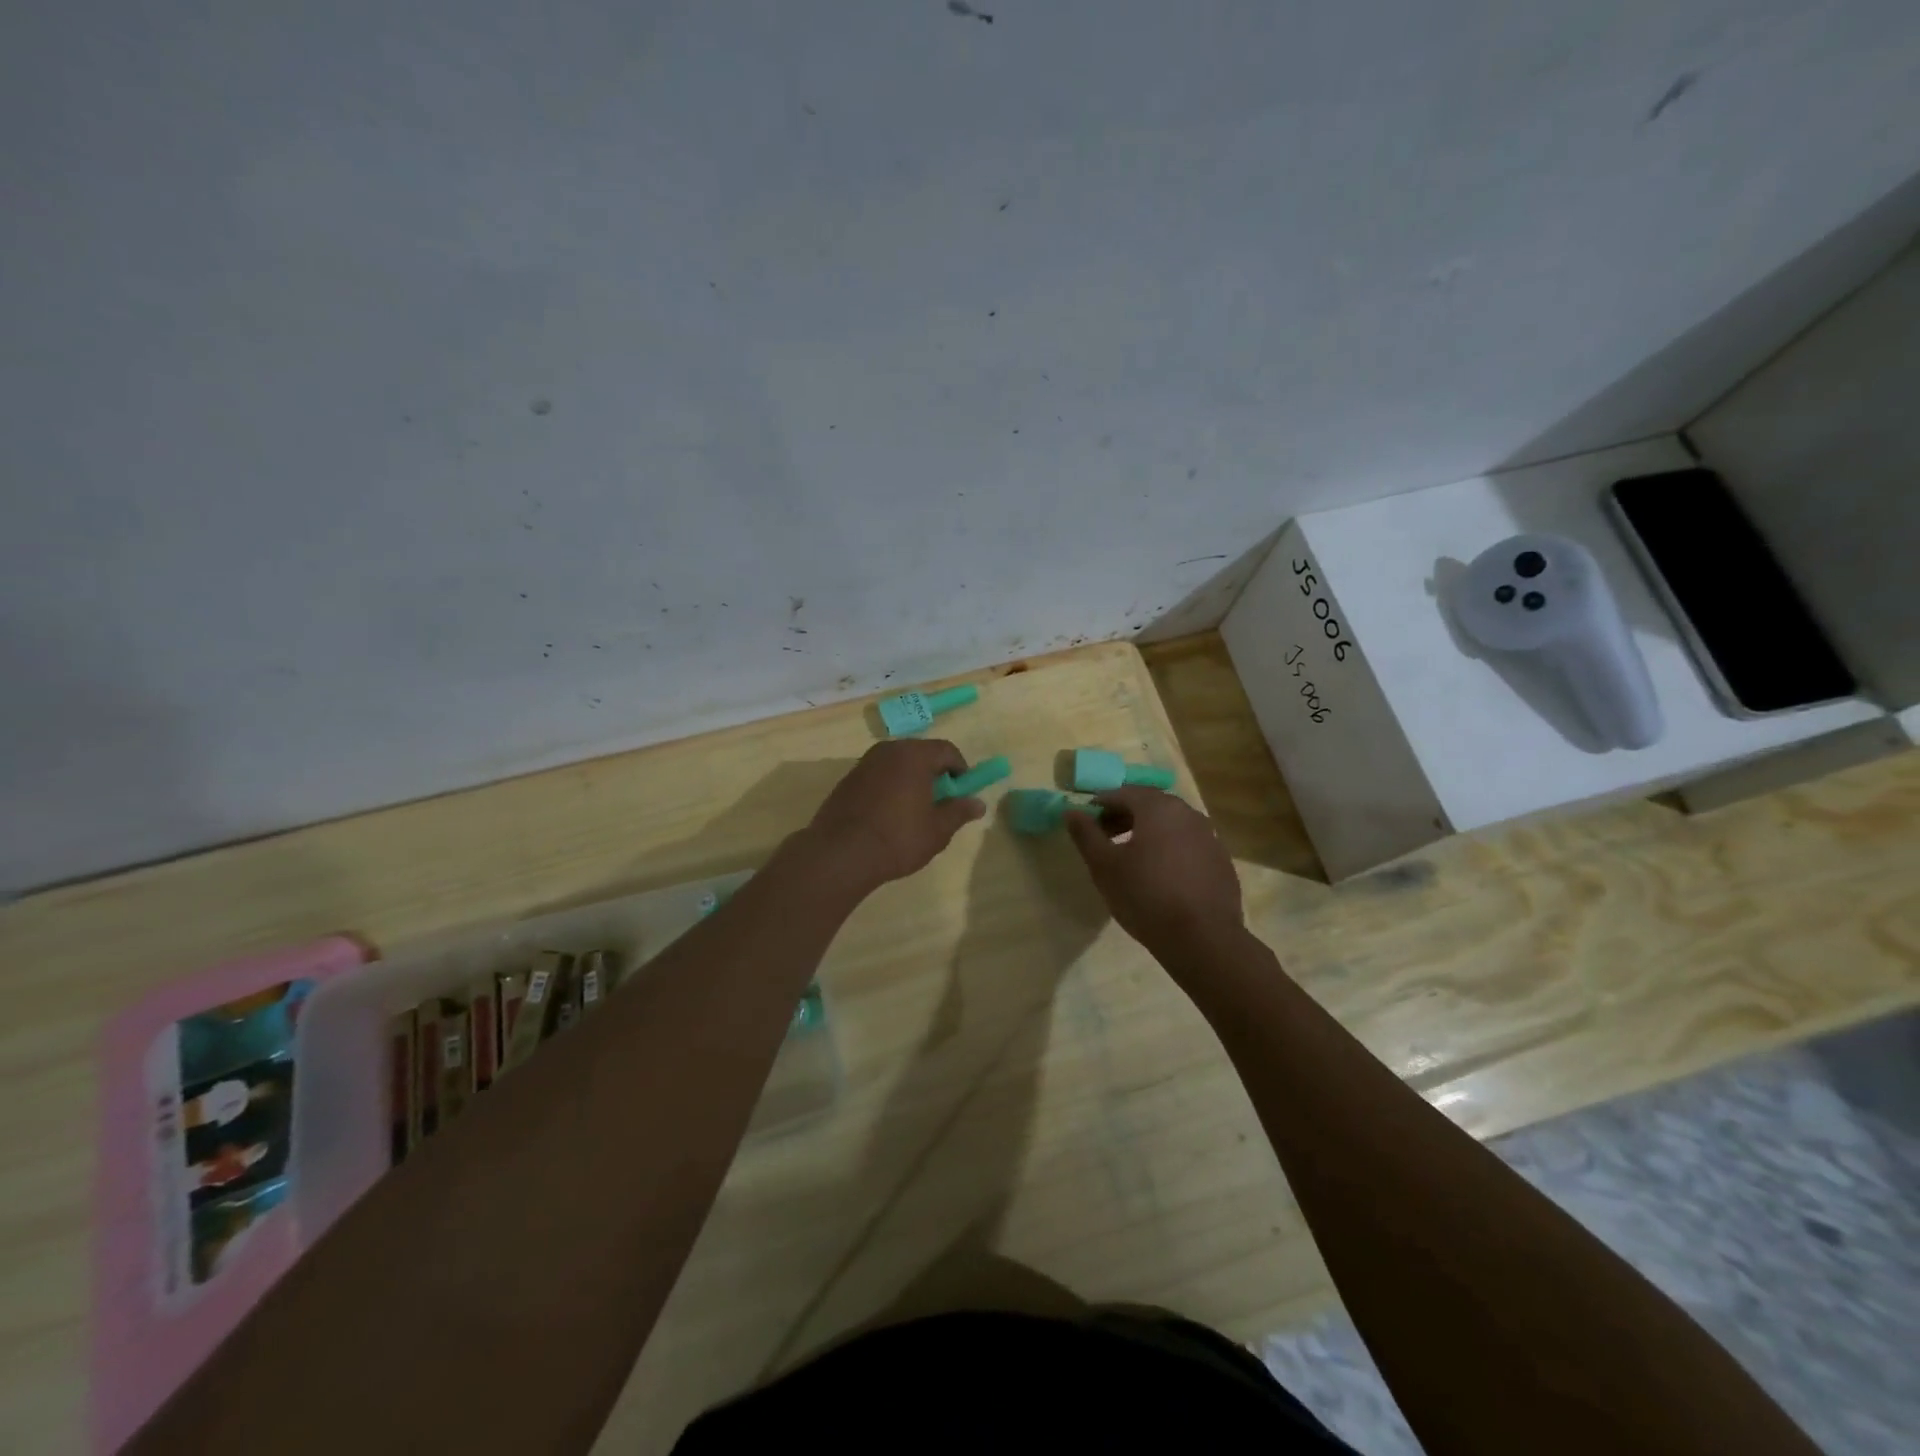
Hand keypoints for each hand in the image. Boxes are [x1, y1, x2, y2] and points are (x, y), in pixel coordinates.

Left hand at [798, 739, 986, 896]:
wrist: (840, 854)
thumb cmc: (898, 839)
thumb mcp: (937, 830)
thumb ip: (959, 812)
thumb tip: (978, 803)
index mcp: (914, 755)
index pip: (946, 750)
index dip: (960, 769)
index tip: (962, 792)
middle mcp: (888, 750)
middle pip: (920, 753)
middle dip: (934, 772)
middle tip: (941, 801)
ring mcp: (864, 763)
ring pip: (897, 763)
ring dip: (911, 779)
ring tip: (915, 809)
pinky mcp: (848, 779)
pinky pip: (879, 774)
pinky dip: (890, 786)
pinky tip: (889, 813)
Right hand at [1065, 788, 1243, 958]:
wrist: (1202, 939)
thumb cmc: (1145, 896)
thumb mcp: (1104, 866)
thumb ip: (1086, 834)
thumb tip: (1071, 811)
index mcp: (1158, 808)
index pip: (1123, 793)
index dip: (1100, 805)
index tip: (1086, 823)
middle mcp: (1188, 813)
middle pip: (1149, 805)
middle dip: (1124, 816)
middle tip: (1105, 838)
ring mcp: (1209, 837)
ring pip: (1171, 824)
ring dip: (1147, 832)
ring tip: (1131, 857)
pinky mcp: (1221, 861)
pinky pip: (1188, 844)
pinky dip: (1169, 849)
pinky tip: (1160, 875)